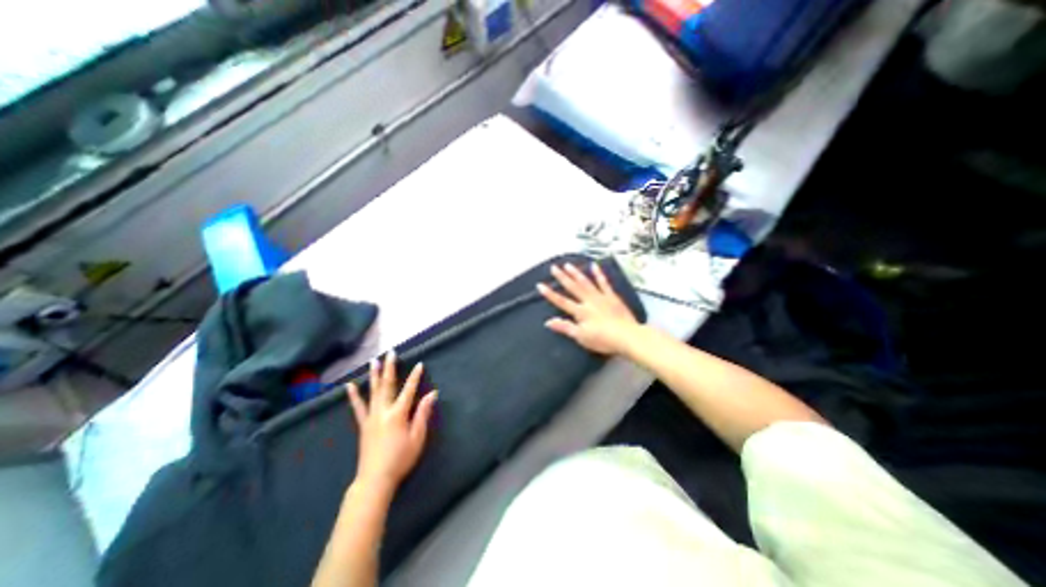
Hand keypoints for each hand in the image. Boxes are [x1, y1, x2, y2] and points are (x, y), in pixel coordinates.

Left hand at [346, 351, 438, 492]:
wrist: (375, 479)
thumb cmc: (401, 458)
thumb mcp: (417, 437)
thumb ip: (423, 413)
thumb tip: (432, 393)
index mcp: (398, 414)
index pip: (409, 390)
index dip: (415, 376)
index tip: (419, 363)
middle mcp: (383, 411)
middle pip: (387, 385)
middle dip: (390, 367)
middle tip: (390, 353)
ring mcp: (371, 417)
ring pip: (372, 391)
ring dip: (373, 375)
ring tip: (373, 361)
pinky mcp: (363, 425)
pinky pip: (358, 407)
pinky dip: (354, 395)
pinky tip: (349, 386)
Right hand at [543, 265, 642, 354]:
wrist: (627, 336)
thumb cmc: (603, 339)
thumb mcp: (581, 337)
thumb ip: (565, 327)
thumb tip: (548, 322)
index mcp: (580, 312)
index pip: (561, 301)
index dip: (550, 294)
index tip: (540, 285)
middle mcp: (588, 301)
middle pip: (573, 288)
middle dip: (562, 278)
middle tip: (553, 267)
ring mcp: (601, 297)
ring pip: (586, 283)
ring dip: (576, 273)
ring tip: (568, 265)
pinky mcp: (612, 296)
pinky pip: (604, 283)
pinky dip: (599, 274)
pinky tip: (594, 265)